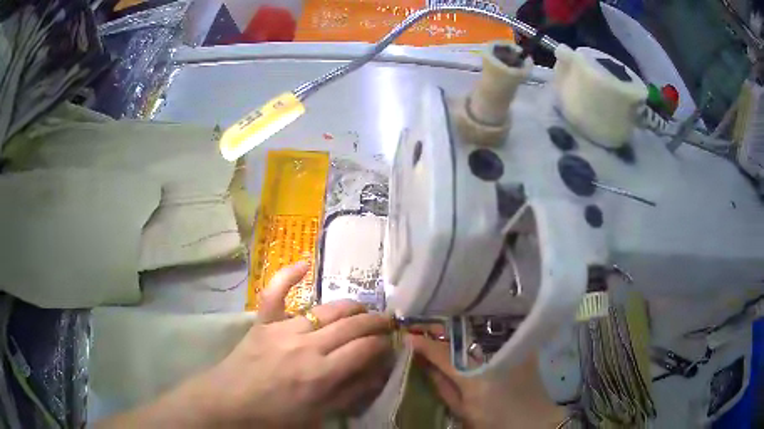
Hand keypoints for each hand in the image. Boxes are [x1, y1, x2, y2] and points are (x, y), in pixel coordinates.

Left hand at [101, 262, 393, 427]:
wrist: (228, 404)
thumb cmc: (274, 416)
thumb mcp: (318, 415)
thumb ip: (349, 393)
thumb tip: (376, 373)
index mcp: (321, 373)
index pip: (365, 349)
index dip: (383, 344)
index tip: (391, 343)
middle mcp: (306, 346)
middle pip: (351, 326)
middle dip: (376, 321)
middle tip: (388, 320)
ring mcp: (282, 329)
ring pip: (326, 310)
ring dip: (350, 308)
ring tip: (364, 309)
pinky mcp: (263, 322)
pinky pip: (275, 293)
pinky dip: (289, 276)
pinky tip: (305, 263)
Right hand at [409, 334, 566, 428]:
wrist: (533, 421)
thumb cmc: (495, 420)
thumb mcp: (463, 411)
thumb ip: (442, 387)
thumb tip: (424, 365)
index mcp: (475, 376)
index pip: (442, 353)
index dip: (423, 343)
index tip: (408, 336)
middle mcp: (493, 355)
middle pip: (462, 333)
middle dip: (441, 327)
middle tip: (424, 326)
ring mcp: (511, 348)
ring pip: (479, 327)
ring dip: (458, 325)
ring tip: (442, 325)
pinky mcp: (522, 347)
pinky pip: (497, 331)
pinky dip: (479, 328)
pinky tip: (469, 329)